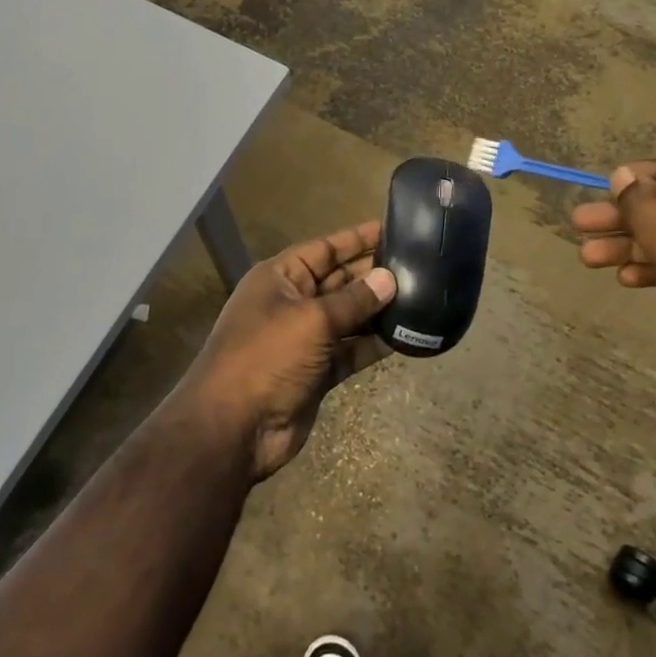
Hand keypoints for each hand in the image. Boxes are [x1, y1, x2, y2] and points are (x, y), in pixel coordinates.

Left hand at [182, 222, 397, 482]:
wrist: (234, 427)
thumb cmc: (267, 357)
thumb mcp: (312, 320)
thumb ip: (353, 299)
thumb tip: (389, 278)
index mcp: (279, 278)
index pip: (324, 249)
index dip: (357, 239)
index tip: (394, 229)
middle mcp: (292, 303)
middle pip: (339, 281)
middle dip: (373, 274)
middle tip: (418, 265)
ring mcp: (304, 340)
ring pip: (348, 317)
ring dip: (378, 310)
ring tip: (421, 297)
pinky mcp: (317, 372)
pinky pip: (351, 350)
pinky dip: (374, 344)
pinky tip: (406, 335)